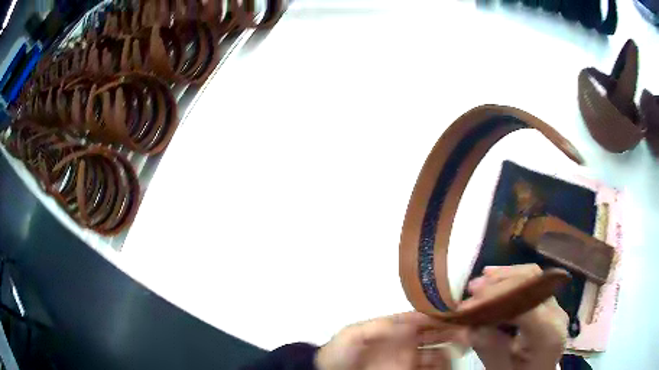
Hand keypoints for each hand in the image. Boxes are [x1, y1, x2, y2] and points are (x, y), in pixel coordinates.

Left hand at [315, 312, 465, 369]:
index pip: (424, 318)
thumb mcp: (354, 334)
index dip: (440, 314)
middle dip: (454, 330)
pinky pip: (431, 367)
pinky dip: (443, 364)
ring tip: (463, 348)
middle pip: (437, 333)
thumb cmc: (340, 352)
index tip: (458, 313)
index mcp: (396, 328)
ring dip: (452, 348)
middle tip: (468, 332)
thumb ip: (381, 326)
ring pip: (439, 351)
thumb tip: (413, 321)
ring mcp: (409, 359)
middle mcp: (408, 342)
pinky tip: (449, 363)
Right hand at [462, 264, 567, 369]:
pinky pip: (533, 286)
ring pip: (533, 278)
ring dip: (504, 278)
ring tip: (480, 282)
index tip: (467, 305)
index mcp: (548, 334)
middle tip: (471, 289)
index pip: (524, 303)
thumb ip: (488, 347)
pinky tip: (496, 282)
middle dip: (499, 282)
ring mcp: (556, 307)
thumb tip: (470, 324)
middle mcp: (557, 314)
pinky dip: (512, 282)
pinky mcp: (550, 306)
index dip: (496, 298)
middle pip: (532, 282)